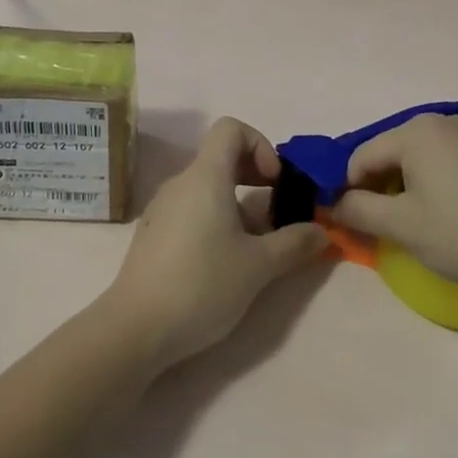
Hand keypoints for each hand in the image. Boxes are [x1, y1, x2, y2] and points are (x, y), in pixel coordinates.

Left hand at [104, 118, 324, 369]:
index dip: (260, 144)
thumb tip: (321, 232)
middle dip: (255, 175)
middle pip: (221, 157)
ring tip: (256, 245)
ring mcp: (163, 208)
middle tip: (276, 209)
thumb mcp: (258, 266)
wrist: (136, 328)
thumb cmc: (202, 285)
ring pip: (207, 187)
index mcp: (205, 177)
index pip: (230, 128)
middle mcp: (181, 183)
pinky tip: (225, 261)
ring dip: (238, 204)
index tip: (275, 182)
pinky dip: (215, 219)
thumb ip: (294, 243)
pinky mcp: (154, 233)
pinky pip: (191, 209)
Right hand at [332, 113, 457, 290]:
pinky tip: (446, 209)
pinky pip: (447, 161)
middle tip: (380, 224)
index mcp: (416, 130)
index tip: (348, 220)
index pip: (362, 156)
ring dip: (406, 184)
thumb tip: (333, 203)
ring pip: (418, 156)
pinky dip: (435, 180)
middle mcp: (442, 121)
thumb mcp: (401, 226)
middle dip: (378, 185)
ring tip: (413, 220)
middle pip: (390, 151)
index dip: (349, 188)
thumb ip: (358, 210)